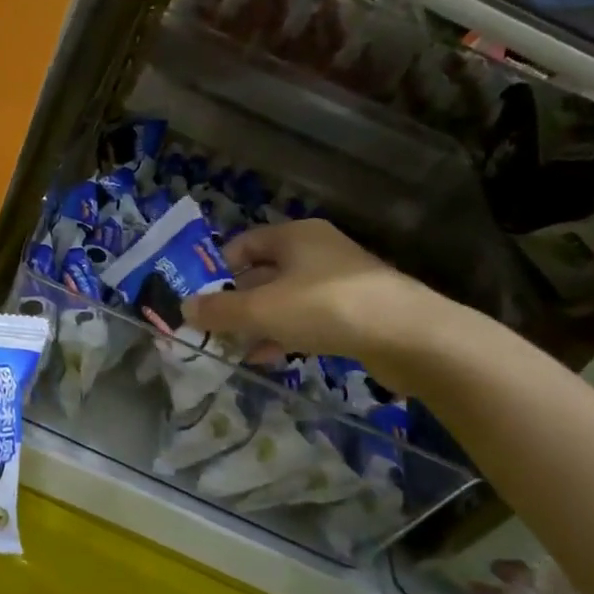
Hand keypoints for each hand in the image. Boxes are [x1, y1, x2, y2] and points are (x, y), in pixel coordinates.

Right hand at [181, 219, 460, 393]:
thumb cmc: (325, 308)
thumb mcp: (261, 310)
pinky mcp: (355, 311)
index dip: (217, 270)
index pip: (242, 244)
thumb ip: (219, 310)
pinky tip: (269, 357)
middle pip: (262, 273)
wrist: (409, 336)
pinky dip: (285, 334)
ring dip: (258, 323)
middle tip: (212, 329)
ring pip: (284, 299)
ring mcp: (338, 281)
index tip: (199, 299)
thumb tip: (184, 307)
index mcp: (294, 235)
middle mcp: (316, 251)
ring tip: (234, 349)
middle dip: (235, 302)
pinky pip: (307, 319)